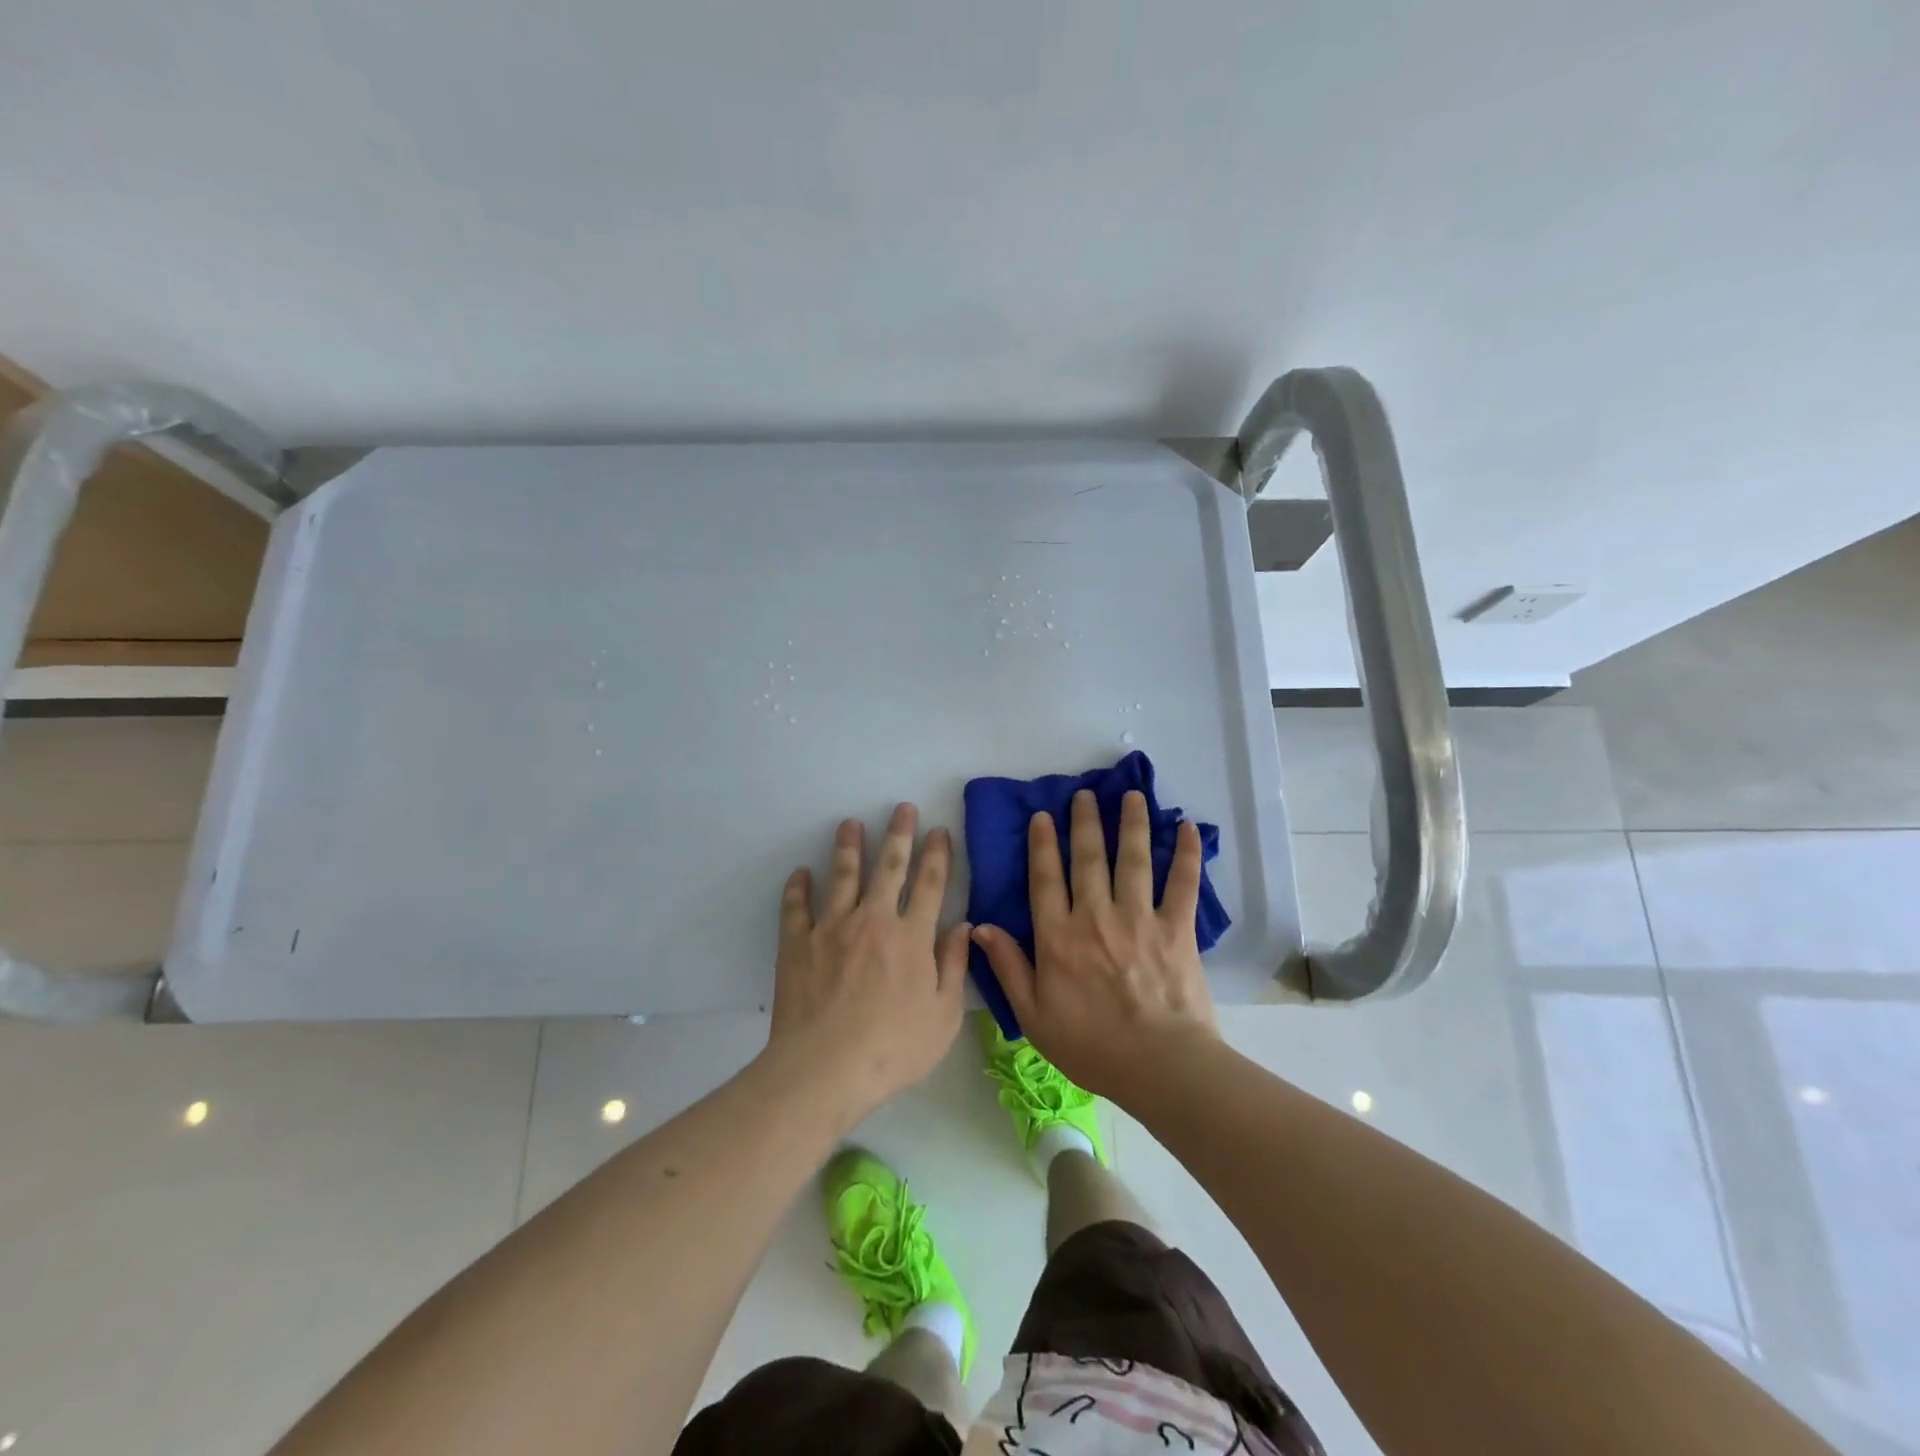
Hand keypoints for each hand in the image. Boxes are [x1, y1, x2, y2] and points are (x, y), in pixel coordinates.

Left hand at [767, 803, 970, 1121]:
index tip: (939, 830)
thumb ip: (955, 966)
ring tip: (850, 823)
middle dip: (898, 834)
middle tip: (902, 808)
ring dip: (848, 846)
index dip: (936, 854)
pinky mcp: (798, 943)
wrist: (826, 1068)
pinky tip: (801, 873)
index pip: (930, 884)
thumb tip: (964, 927)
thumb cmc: (893, 1048)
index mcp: (912, 937)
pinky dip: (798, 887)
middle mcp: (873, 920)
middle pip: (889, 867)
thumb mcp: (943, 1016)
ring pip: (843, 875)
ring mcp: (832, 928)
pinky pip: (796, 907)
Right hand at [972, 788, 1219, 1101]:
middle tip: (1085, 794)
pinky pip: (1182, 883)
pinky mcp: (1176, 928)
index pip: (1045, 879)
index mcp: (1058, 936)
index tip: (1043, 816)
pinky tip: (1190, 828)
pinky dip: (1188, 854)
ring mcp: (1138, 918)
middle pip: (1088, 858)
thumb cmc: (1091, 1045)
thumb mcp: (1033, 1015)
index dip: (1042, 845)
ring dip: (1132, 823)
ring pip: (1133, 859)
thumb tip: (979, 927)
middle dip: (1085, 822)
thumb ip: (1007, 967)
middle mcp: (1095, 916)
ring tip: (1132, 795)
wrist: (1158, 1065)